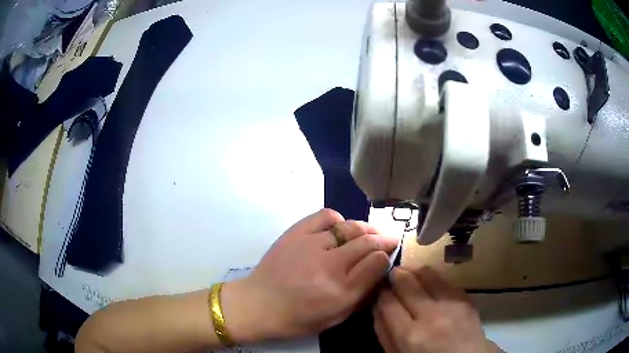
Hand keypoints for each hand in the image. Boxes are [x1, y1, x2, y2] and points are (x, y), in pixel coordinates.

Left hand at [222, 209, 399, 342]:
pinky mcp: (295, 234)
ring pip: (350, 227)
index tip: (389, 253)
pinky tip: (339, 228)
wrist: (258, 305)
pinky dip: (338, 219)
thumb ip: (362, 296)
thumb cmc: (298, 318)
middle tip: (388, 239)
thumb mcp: (336, 318)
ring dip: (365, 229)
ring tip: (369, 233)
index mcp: (341, 292)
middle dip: (383, 239)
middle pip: (367, 242)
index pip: (377, 262)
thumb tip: (379, 272)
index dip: (387, 255)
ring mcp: (311, 246)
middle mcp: (330, 266)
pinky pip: (325, 216)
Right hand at [373, 267, 500, 352]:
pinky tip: (428, 282)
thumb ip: (384, 333)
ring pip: (427, 274)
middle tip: (391, 273)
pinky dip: (432, 277)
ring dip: (414, 270)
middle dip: (395, 274)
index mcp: (410, 335)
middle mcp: (431, 315)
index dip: (380, 291)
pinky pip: (444, 279)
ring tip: (408, 272)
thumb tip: (376, 306)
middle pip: (407, 283)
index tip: (377, 288)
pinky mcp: (466, 298)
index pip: (388, 302)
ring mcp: (452, 304)